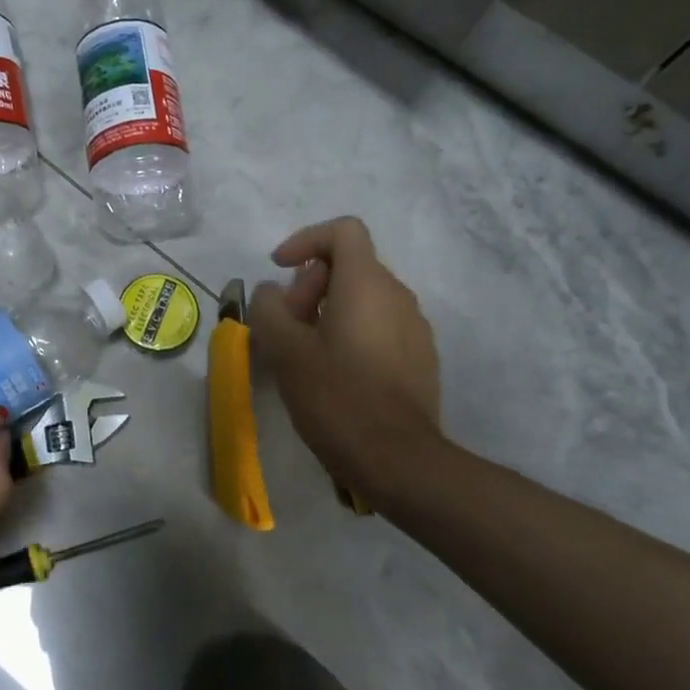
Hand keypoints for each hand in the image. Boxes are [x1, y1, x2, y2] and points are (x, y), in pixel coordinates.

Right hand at [250, 217, 443, 502]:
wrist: (398, 459)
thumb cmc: (336, 397)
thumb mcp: (285, 351)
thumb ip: (269, 309)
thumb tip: (272, 292)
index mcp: (366, 285)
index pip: (343, 231)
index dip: (306, 240)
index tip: (280, 270)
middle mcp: (398, 296)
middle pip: (350, 266)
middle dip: (310, 285)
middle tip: (287, 325)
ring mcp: (415, 328)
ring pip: (364, 299)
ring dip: (328, 311)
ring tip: (304, 352)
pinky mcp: (420, 358)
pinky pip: (380, 327)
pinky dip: (351, 333)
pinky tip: (334, 374)